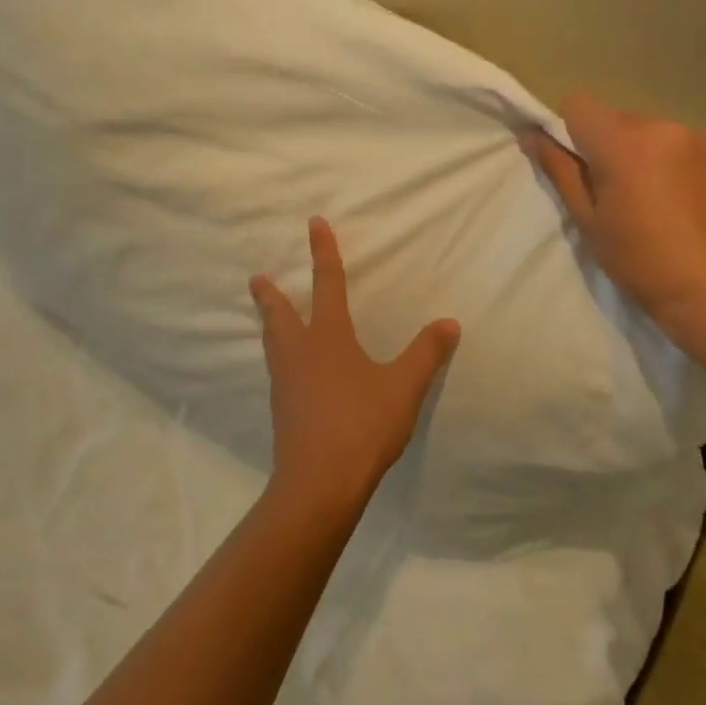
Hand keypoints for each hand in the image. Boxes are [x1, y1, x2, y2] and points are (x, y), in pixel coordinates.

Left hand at [250, 218, 460, 516]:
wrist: (319, 481)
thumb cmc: (362, 424)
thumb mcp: (403, 387)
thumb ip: (426, 354)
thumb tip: (449, 322)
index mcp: (328, 337)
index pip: (327, 283)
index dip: (323, 252)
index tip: (313, 223)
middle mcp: (299, 352)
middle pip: (280, 314)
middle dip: (270, 294)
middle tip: (257, 278)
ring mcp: (285, 382)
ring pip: (273, 343)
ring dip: (269, 323)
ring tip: (267, 317)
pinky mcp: (282, 409)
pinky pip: (277, 370)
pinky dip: (278, 355)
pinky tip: (288, 369)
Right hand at [524, 90, 705, 344]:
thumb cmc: (639, 260)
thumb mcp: (588, 219)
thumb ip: (560, 169)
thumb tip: (532, 134)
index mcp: (623, 143)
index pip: (579, 103)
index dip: (569, 129)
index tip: (577, 164)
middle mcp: (662, 126)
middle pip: (616, 118)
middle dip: (607, 145)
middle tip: (615, 191)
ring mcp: (699, 137)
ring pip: (650, 131)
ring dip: (641, 152)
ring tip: (652, 198)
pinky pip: (681, 144)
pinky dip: (672, 161)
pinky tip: (681, 200)